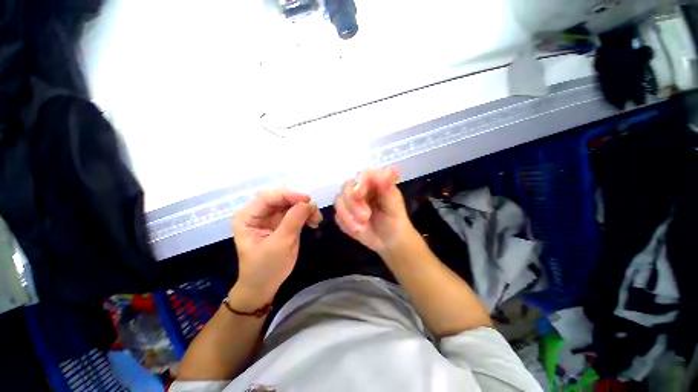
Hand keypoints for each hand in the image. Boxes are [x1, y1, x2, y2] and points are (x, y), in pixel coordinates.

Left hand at [231, 189, 321, 308]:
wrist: (265, 286)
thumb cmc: (265, 268)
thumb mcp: (279, 245)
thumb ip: (292, 221)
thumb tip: (309, 202)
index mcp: (247, 217)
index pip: (267, 197)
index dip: (288, 195)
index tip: (307, 201)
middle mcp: (259, 213)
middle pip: (281, 198)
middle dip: (299, 202)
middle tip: (314, 211)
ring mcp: (272, 217)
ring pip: (291, 204)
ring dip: (306, 208)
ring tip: (316, 219)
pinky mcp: (283, 222)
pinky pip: (297, 212)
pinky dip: (307, 214)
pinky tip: (314, 222)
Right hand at [334, 167, 415, 255]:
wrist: (389, 242)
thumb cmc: (395, 220)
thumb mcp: (394, 206)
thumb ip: (388, 190)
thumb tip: (389, 171)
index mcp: (374, 182)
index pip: (363, 175)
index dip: (359, 183)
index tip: (359, 195)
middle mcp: (360, 188)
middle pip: (346, 187)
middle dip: (353, 204)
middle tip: (366, 217)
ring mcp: (350, 201)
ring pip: (339, 201)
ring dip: (348, 216)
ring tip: (362, 229)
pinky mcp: (344, 214)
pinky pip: (338, 216)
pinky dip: (346, 224)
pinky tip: (358, 231)